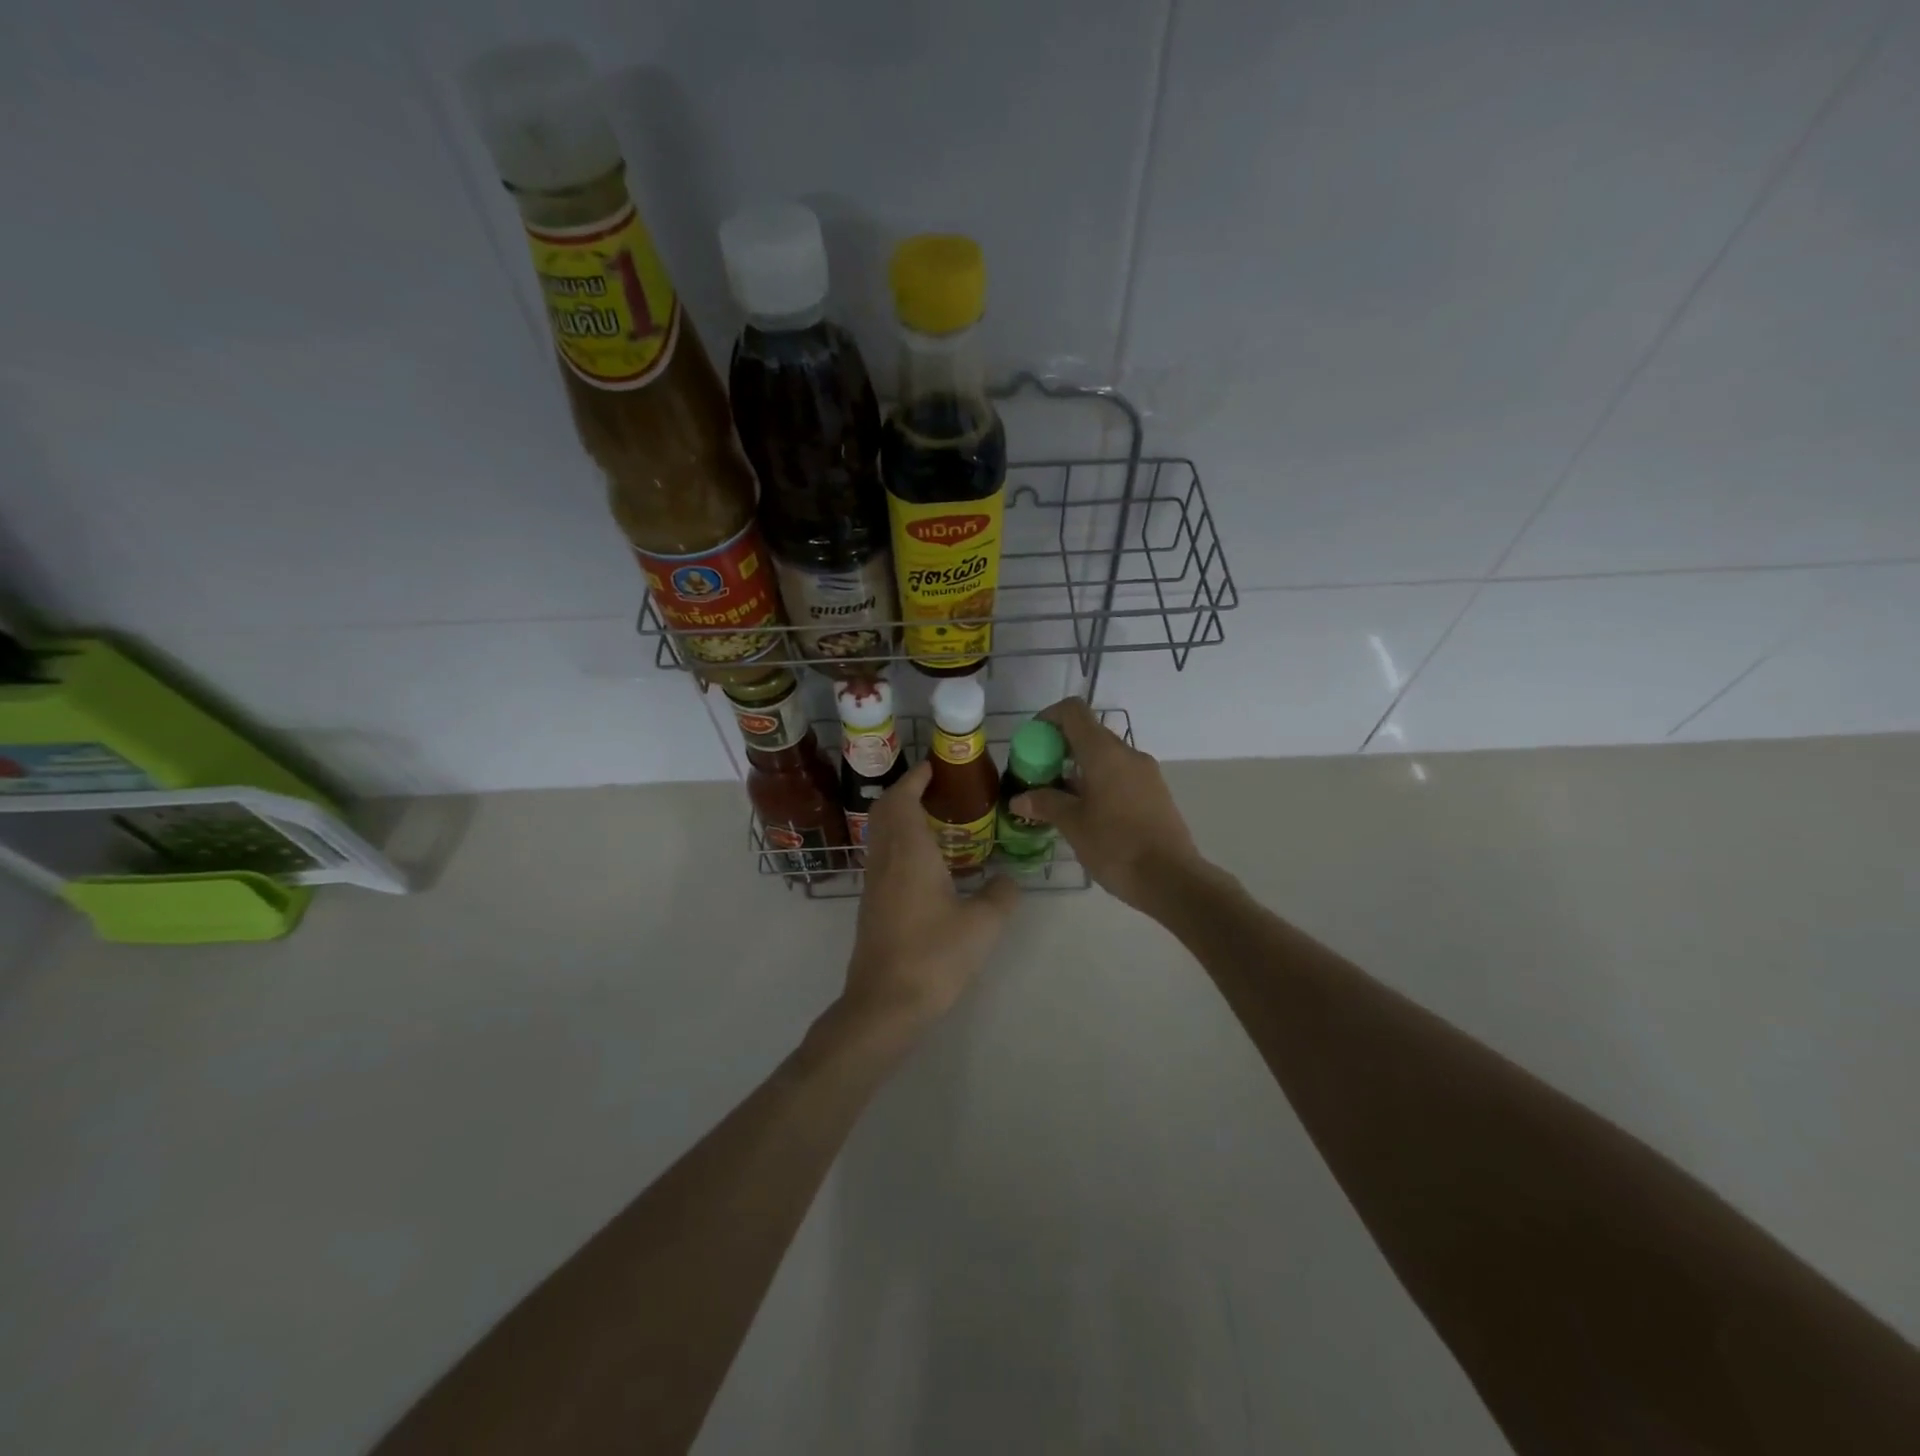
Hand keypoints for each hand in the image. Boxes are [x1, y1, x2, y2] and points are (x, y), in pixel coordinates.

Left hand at [839, 760, 1017, 1039]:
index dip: (916, 778)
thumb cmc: (933, 957)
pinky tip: (928, 863)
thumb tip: (1010, 880)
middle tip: (939, 789)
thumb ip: (1002, 895)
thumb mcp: (983, 925)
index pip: (903, 798)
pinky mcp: (872, 905)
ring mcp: (874, 883)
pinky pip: (883, 856)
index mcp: (909, 852)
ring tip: (937, 820)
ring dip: (901, 817)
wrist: (885, 1004)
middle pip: (886, 810)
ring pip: (881, 834)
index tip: (935, 767)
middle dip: (907, 791)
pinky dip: (900, 842)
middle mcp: (885, 859)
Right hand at [1009, 698, 1203, 912]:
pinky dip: (1098, 781)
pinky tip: (1087, 813)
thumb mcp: (1073, 825)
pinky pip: (1120, 774)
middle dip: (1059, 748)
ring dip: (1079, 768)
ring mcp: (1146, 773)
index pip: (1073, 711)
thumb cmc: (1116, 846)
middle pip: (1088, 733)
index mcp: (1104, 752)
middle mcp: (1127, 753)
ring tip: (1060, 799)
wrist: (1171, 879)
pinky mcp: (1155, 792)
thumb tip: (1019, 798)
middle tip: (1040, 777)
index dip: (1048, 718)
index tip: (1031, 742)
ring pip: (1105, 756)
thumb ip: (1045, 804)